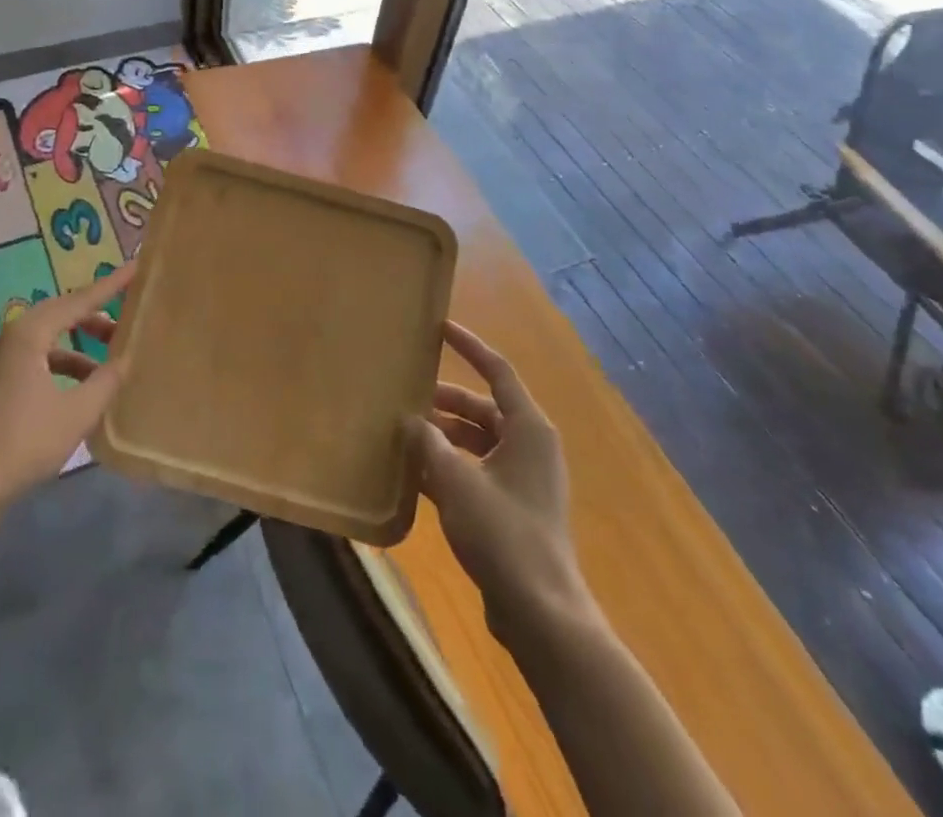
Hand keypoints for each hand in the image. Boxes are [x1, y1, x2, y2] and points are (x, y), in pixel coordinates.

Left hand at [0, 262, 135, 520]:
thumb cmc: (20, 444)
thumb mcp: (75, 414)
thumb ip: (106, 382)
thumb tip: (126, 359)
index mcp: (29, 334)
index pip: (79, 301)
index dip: (110, 286)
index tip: (135, 268)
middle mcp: (9, 338)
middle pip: (60, 315)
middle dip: (94, 317)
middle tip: (126, 322)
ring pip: (46, 340)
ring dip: (78, 346)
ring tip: (108, 363)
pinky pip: (33, 359)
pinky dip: (60, 365)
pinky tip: (77, 391)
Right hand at [410, 322, 592, 637]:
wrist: (541, 614)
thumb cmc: (503, 534)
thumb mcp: (456, 482)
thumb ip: (428, 445)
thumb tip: (409, 421)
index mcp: (528, 428)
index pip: (497, 371)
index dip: (469, 347)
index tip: (440, 328)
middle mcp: (529, 446)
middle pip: (482, 408)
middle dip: (444, 402)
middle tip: (404, 396)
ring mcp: (522, 480)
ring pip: (476, 442)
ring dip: (442, 437)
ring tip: (401, 435)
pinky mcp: (512, 509)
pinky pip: (475, 471)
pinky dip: (448, 467)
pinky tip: (411, 474)